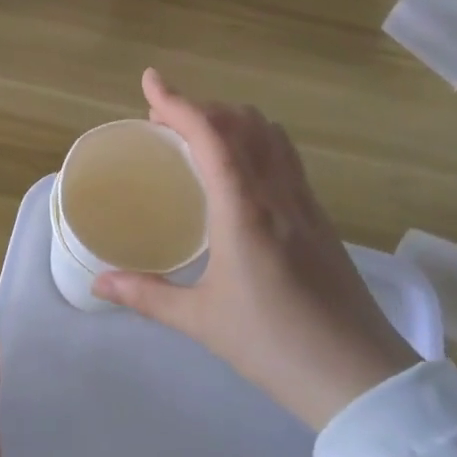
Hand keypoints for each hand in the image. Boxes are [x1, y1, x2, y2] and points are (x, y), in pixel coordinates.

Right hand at [95, 69, 415, 429]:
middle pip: (243, 122)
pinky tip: (239, 170)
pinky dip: (255, 140)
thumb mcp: (201, 320)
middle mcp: (278, 192)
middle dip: (201, 107)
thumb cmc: (273, 346)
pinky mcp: (321, 217)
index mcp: (244, 210)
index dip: (178, 102)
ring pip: (271, 134)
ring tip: (199, 136)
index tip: (150, 81)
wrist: (357, 375)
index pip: (211, 136)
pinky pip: (285, 157)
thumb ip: (147, 295)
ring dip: (232, 119)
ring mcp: (305, 202)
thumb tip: (99, 282)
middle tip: (164, 121)